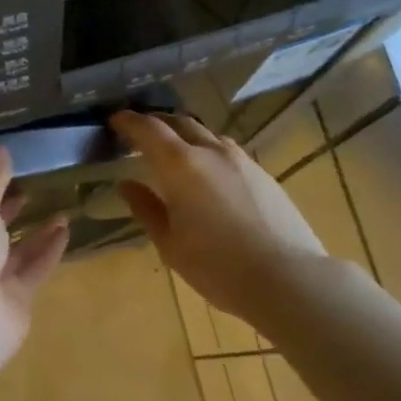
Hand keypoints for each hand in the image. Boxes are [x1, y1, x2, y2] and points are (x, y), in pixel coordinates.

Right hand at [111, 110, 326, 324]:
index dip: (128, 122)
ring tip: (174, 152)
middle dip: (157, 123)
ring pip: (207, 135)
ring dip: (185, 136)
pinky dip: (208, 152)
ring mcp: (242, 161)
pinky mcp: (263, 175)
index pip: (148, 129)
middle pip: (180, 123)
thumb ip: (146, 209)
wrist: (287, 278)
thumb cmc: (216, 265)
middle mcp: (211, 151)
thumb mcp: (170, 243)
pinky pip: (227, 152)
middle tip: (140, 133)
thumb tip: (127, 185)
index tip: (114, 122)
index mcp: (180, 164)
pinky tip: (208, 175)